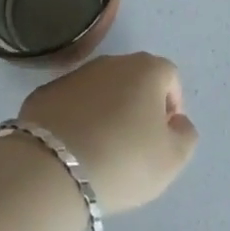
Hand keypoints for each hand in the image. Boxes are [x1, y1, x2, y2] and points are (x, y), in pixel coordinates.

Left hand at [18, 52, 197, 214]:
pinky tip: (73, 148)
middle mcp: (111, 62)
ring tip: (102, 148)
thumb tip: (176, 122)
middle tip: (135, 144)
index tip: (164, 136)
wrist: (52, 168)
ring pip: (100, 90)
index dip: (172, 105)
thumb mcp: (172, 160)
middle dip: (139, 105)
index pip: (169, 76)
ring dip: (106, 110)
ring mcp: (74, 74)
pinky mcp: (44, 92)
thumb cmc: (124, 160)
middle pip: (134, 79)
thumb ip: (185, 136)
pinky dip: (76, 118)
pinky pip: (71, 103)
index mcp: (146, 69)